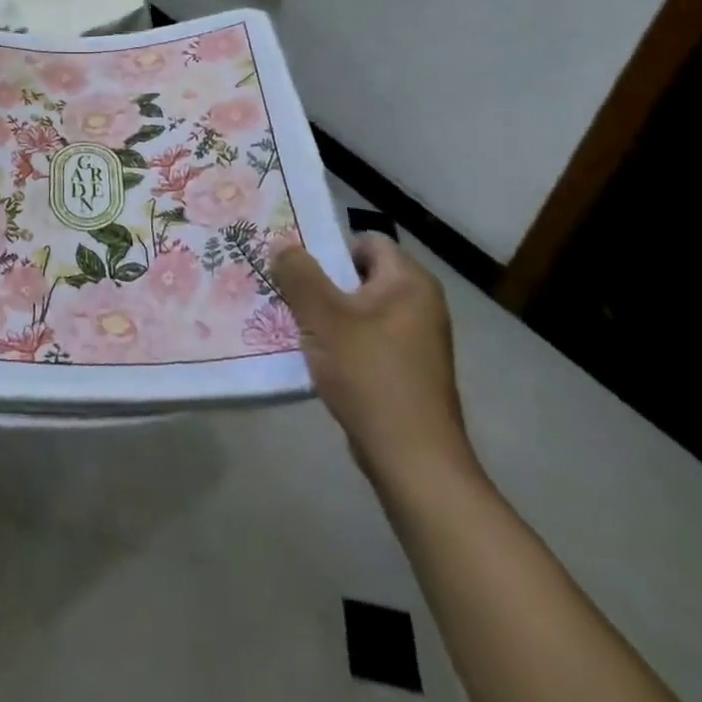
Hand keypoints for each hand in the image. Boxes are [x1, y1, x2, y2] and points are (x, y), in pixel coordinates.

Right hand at [272, 232, 475, 489]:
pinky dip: (341, 342)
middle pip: (360, 275)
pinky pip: (367, 339)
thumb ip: (298, 274)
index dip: (330, 246)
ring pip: (360, 309)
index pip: (366, 241)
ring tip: (292, 322)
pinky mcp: (408, 371)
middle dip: (321, 281)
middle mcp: (420, 304)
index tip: (295, 263)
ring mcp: (417, 340)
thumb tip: (282, 244)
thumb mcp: (323, 317)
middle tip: (284, 289)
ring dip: (327, 314)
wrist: (413, 460)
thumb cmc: (370, 374)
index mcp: (409, 282)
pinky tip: (315, 356)